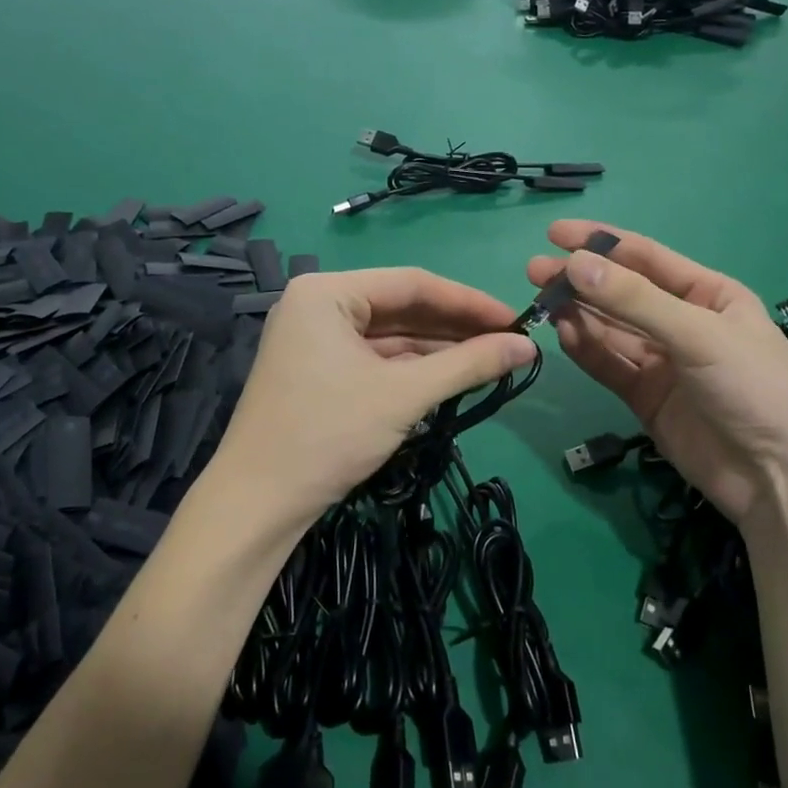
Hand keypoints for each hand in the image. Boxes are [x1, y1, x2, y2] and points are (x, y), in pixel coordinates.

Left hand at [212, 268, 536, 533]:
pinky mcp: (319, 371)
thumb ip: (469, 365)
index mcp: (327, 292)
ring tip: (492, 359)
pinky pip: (376, 359)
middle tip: (509, 341)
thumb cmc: (328, 434)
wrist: (258, 504)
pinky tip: (453, 375)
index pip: (412, 283)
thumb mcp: (404, 395)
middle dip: (455, 327)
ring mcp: (316, 340)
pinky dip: (413, 368)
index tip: (516, 318)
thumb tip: (529, 346)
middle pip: (401, 307)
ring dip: (439, 349)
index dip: (469, 301)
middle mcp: (318, 305)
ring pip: (390, 336)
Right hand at [528, 221, 787, 530]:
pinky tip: (564, 334)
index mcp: (709, 295)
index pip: (647, 258)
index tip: (555, 234)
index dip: (601, 243)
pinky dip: (586, 350)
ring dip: (579, 314)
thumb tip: (574, 264)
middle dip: (581, 281)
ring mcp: (663, 362)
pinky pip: (610, 365)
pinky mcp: (646, 398)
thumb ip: (634, 300)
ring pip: (611, 330)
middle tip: (534, 271)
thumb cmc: (755, 388)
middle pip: (622, 294)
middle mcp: (683, 323)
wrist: (780, 479)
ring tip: (542, 301)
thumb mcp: (699, 334)